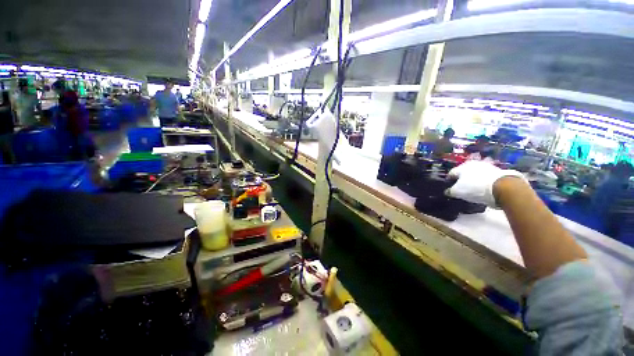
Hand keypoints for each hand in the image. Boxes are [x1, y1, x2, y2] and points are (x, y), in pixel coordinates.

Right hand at [446, 160, 525, 206]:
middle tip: (461, 188)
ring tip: (474, 189)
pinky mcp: (498, 171)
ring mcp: (486, 166)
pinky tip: (484, 189)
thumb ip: (450, 191)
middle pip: (464, 173)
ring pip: (476, 174)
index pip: (451, 174)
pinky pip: (486, 177)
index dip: (448, 181)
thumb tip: (447, 191)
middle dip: (462, 180)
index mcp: (461, 167)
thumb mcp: (457, 192)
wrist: (502, 187)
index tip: (449, 188)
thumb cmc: (475, 188)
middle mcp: (473, 163)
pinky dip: (484, 182)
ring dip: (474, 180)